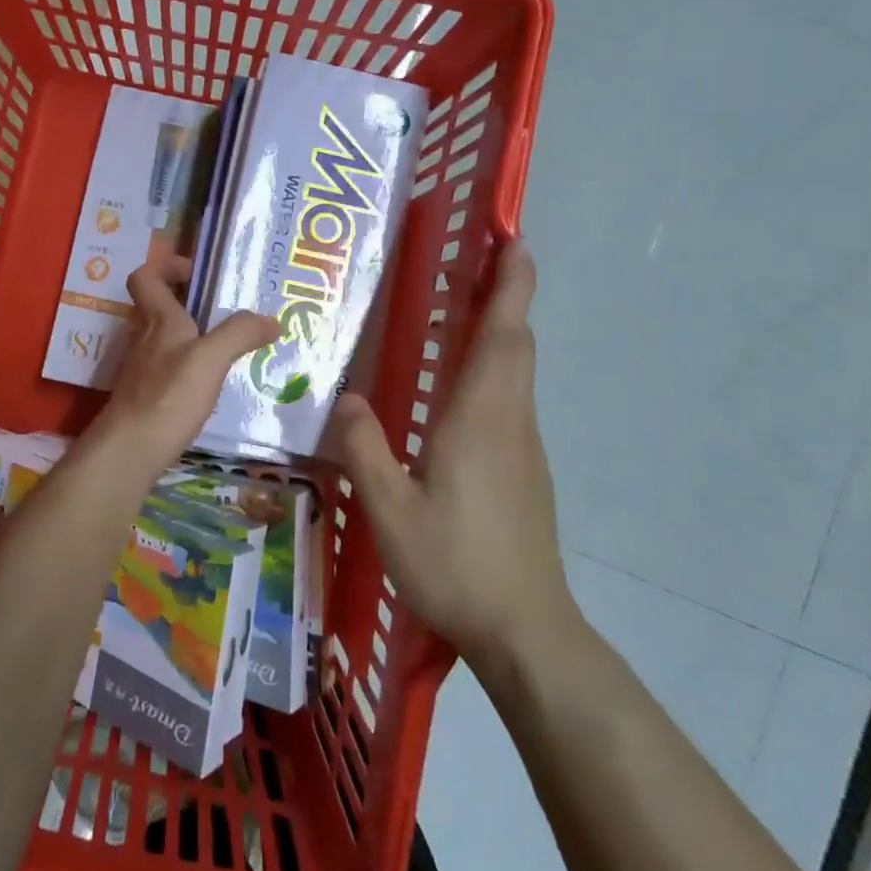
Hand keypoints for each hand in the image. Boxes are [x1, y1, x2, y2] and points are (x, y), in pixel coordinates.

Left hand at [83, 256, 277, 484]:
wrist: (129, 450)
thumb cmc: (168, 395)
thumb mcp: (211, 359)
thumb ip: (239, 334)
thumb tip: (270, 319)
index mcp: (157, 319)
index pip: (145, 277)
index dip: (166, 267)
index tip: (197, 274)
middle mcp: (143, 338)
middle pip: (157, 306)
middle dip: (187, 302)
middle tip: (224, 311)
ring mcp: (140, 369)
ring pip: (162, 339)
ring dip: (189, 336)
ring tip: (224, 347)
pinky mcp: (143, 397)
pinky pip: (165, 368)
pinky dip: (185, 368)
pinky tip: (208, 385)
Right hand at [328, 241, 572, 664]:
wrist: (526, 631)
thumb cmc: (457, 564)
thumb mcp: (390, 511)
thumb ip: (363, 449)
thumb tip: (344, 398)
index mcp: (480, 417)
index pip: (503, 333)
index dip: (511, 282)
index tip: (513, 239)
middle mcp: (509, 419)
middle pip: (515, 342)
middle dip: (505, 293)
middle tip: (478, 256)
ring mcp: (523, 446)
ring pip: (515, 370)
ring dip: (499, 328)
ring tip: (462, 306)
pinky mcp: (525, 470)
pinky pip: (509, 398)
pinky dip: (493, 367)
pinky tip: (458, 385)